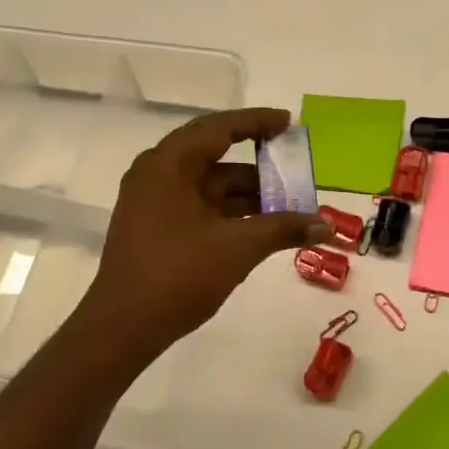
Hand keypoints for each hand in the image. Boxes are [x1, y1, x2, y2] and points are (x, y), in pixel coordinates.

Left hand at [80, 108, 331, 354]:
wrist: (123, 327)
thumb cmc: (178, 275)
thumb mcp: (237, 248)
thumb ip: (282, 228)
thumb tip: (325, 225)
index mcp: (168, 164)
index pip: (219, 128)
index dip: (257, 122)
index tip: (289, 123)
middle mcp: (157, 174)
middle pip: (215, 156)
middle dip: (258, 165)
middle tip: (294, 168)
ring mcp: (153, 201)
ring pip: (209, 185)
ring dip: (247, 194)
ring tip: (288, 207)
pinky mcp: (154, 226)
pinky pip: (198, 206)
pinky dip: (229, 212)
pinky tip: (261, 227)